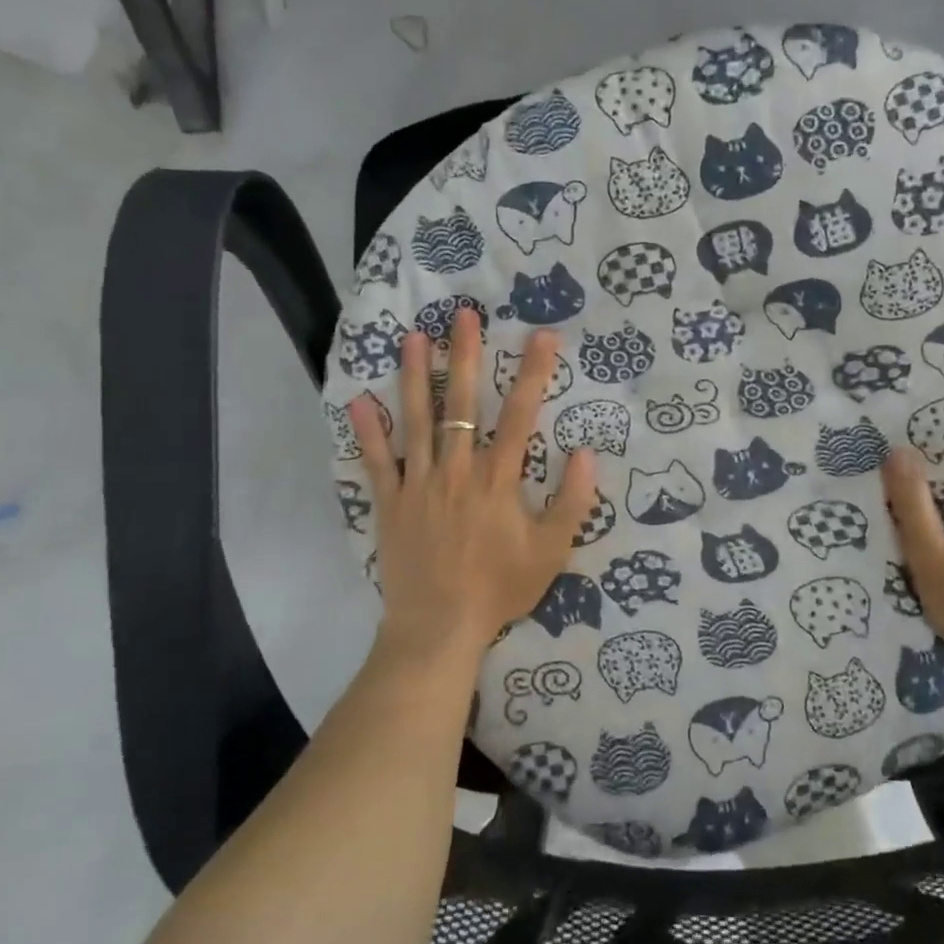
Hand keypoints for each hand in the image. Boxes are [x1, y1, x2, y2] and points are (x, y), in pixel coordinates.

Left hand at [351, 311, 595, 670]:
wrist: (440, 628)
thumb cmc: (500, 588)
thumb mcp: (552, 551)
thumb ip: (572, 501)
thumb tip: (584, 452)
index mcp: (498, 479)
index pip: (521, 414)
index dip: (534, 372)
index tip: (543, 336)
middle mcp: (457, 469)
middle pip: (461, 403)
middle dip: (464, 356)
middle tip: (463, 315)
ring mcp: (419, 483)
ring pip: (417, 420)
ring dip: (414, 376)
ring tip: (412, 338)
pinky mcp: (391, 503)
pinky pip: (377, 462)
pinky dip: (367, 433)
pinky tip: (358, 401)